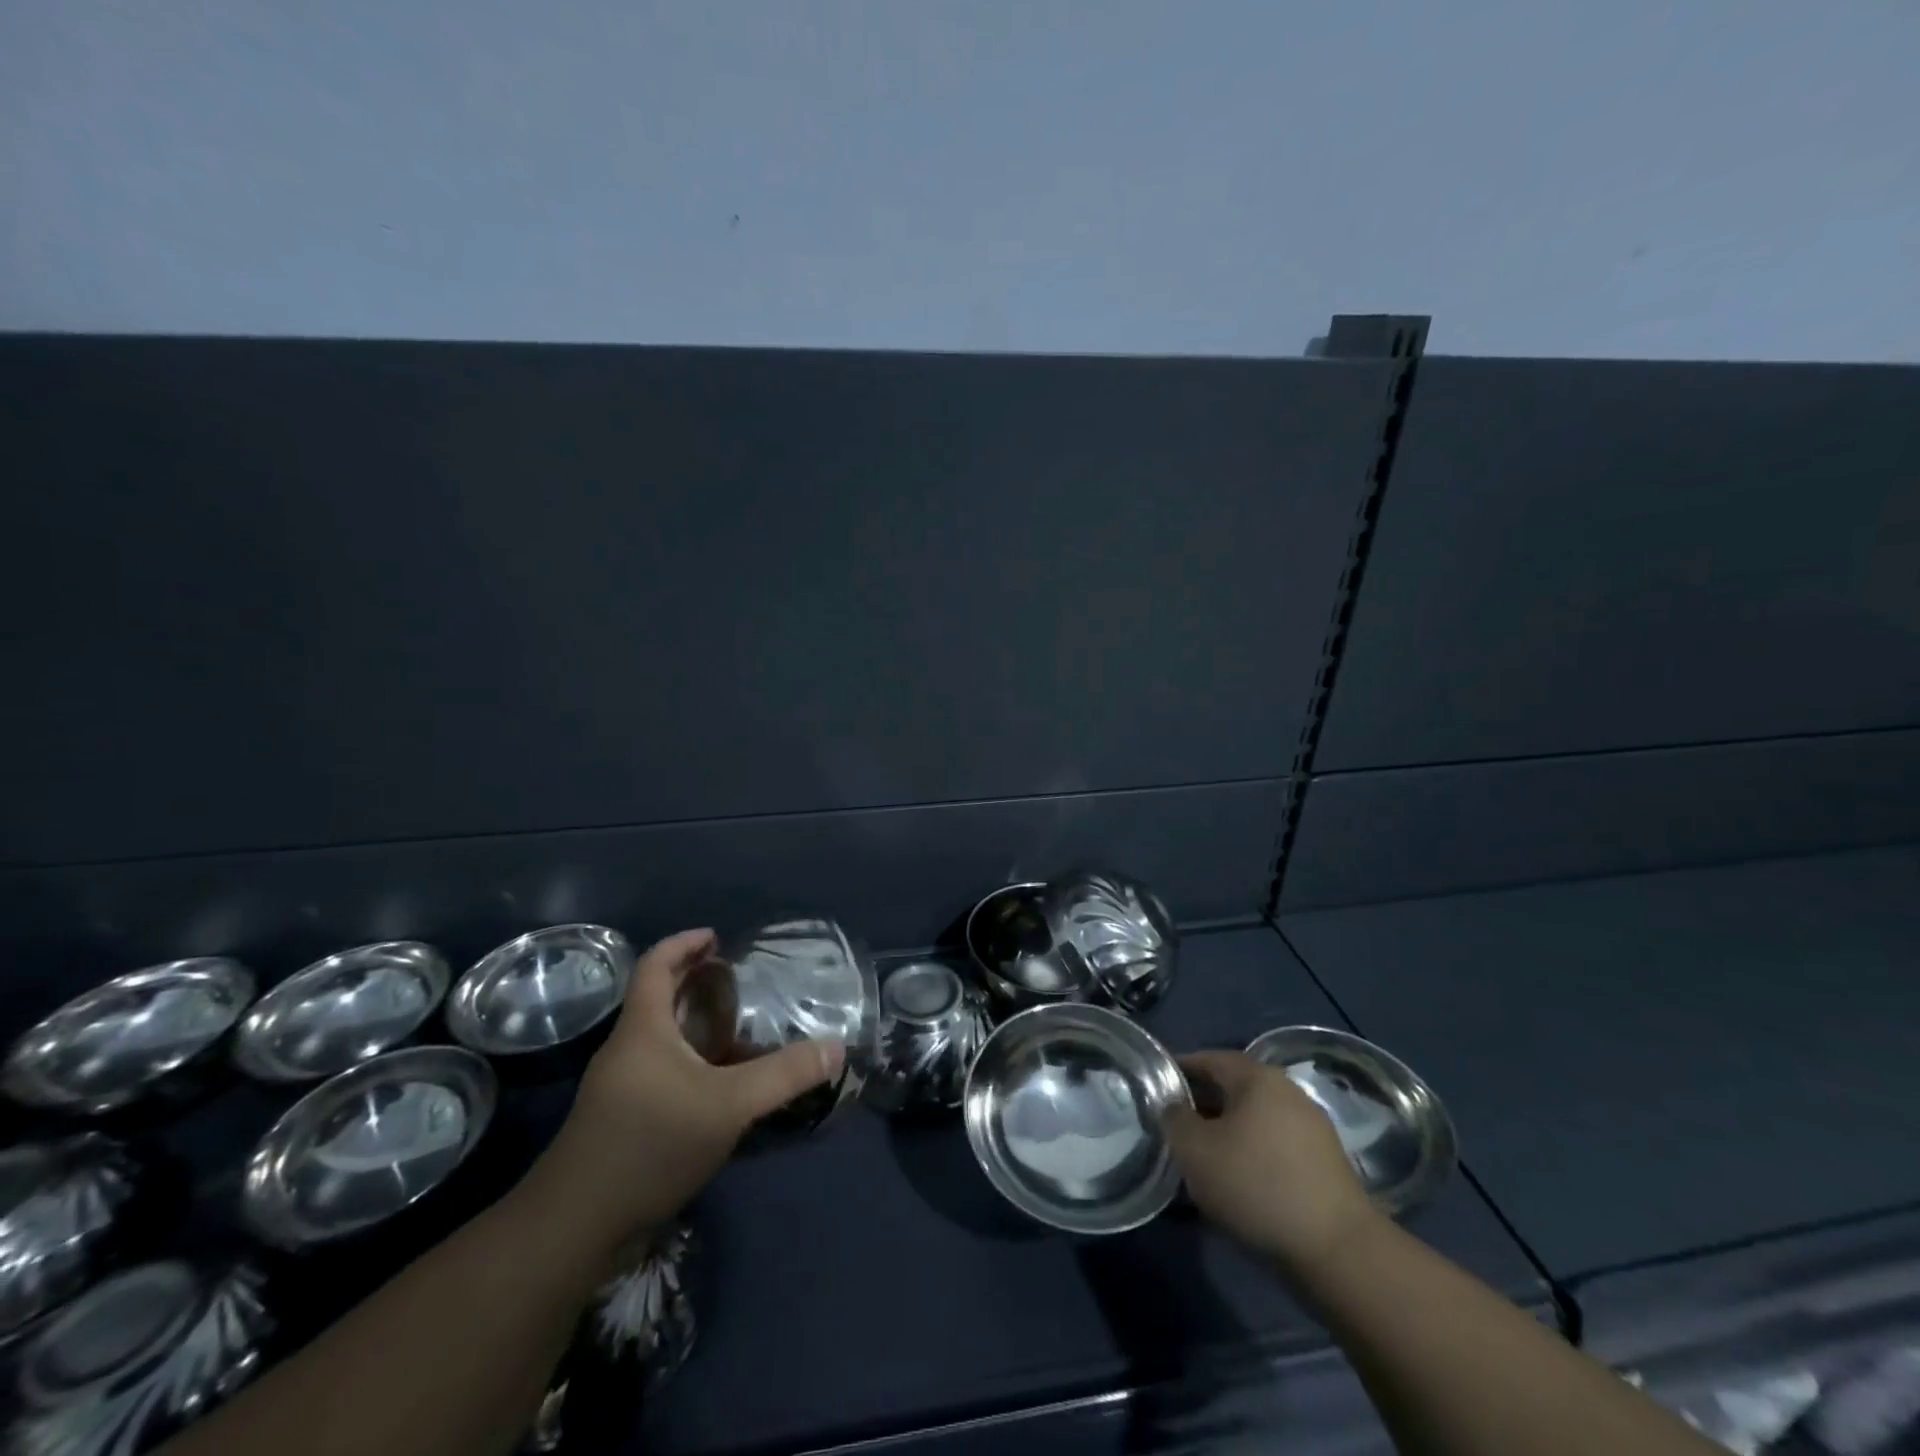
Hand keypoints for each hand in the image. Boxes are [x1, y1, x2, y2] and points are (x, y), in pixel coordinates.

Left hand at [526, 929, 843, 1257]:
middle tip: (739, 980)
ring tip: (738, 1026)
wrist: (575, 1228)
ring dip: (694, 1023)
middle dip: (696, 982)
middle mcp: (626, 1049)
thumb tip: (836, 1047)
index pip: (655, 965)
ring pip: (660, 1037)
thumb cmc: (649, 1144)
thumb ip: (783, 1075)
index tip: (717, 938)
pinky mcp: (621, 1119)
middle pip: (657, 998)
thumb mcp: (728, 1105)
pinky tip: (718, 1082)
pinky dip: (689, 1059)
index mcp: (642, 1029)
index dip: (684, 944)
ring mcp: (619, 1087)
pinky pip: (660, 1069)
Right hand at [1163, 1050, 1379, 1271]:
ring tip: (1201, 1158)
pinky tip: (1236, 1181)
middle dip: (1202, 1104)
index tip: (1156, 1087)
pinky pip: (1274, 1146)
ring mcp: (1312, 1129)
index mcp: (1258, 1078)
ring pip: (1254, 1120)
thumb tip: (1173, 1107)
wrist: (1337, 1251)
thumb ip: (1174, 1120)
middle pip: (1234, 1089)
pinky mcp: (1325, 1165)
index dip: (1179, 1070)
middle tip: (1174, 1125)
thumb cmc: (1256, 1185)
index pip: (1209, 1059)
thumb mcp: (1195, 1151)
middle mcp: (1288, 1092)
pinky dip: (1251, 1154)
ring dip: (1226, 1132)